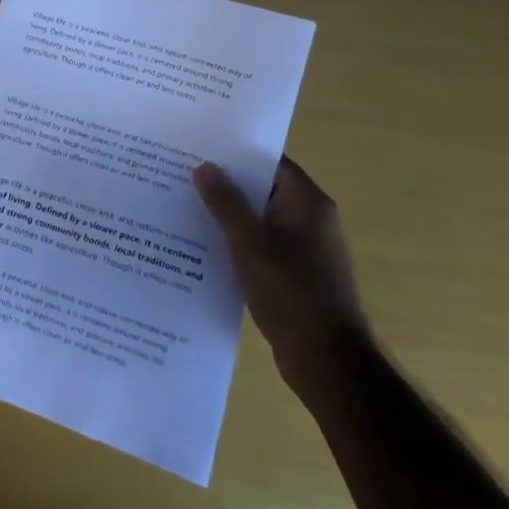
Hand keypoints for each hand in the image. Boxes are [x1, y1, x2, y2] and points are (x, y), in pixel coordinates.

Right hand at [193, 156, 367, 402]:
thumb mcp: (251, 245)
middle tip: (179, 175)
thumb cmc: (292, 294)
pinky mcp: (293, 273)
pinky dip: (235, 242)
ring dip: (226, 215)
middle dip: (224, 183)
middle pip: (262, 189)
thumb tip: (204, 166)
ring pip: (257, 219)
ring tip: (182, 206)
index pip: (269, 162)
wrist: (328, 361)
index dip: (235, 152)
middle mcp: (309, 219)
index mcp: (307, 203)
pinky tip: (201, 246)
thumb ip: (226, 203)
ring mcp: (303, 248)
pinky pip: (259, 245)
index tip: (197, 147)